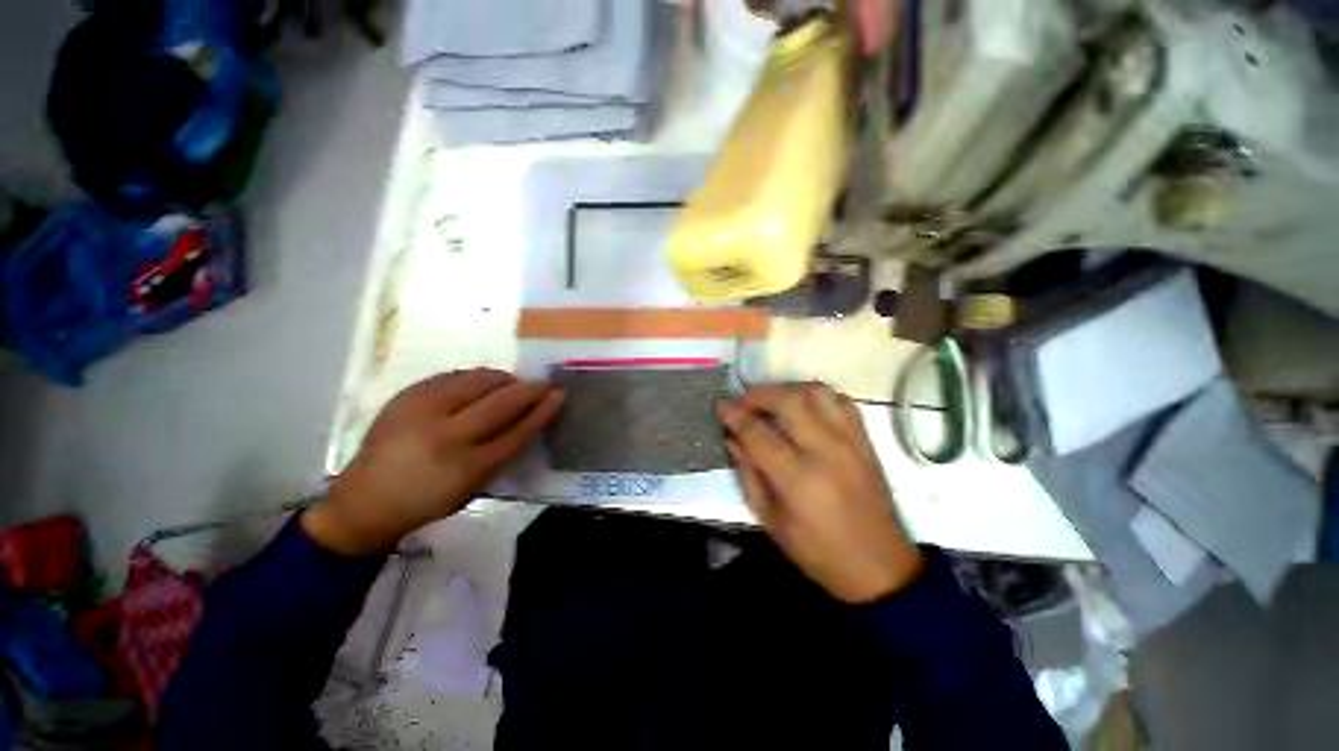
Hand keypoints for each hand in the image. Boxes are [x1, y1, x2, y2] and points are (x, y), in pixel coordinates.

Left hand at [303, 369, 564, 555]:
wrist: (365, 500)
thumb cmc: (429, 500)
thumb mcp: (474, 487)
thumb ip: (504, 453)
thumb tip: (529, 416)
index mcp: (466, 468)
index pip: (518, 431)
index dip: (543, 411)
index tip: (559, 395)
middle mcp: (446, 436)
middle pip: (501, 402)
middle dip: (530, 389)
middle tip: (545, 383)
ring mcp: (422, 411)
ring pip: (478, 382)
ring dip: (504, 380)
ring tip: (514, 383)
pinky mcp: (407, 396)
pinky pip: (454, 376)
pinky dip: (476, 378)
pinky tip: (483, 384)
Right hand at [718, 384, 923, 602]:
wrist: (879, 566)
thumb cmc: (817, 551)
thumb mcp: (770, 520)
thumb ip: (748, 474)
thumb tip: (732, 438)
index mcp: (798, 479)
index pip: (758, 432)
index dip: (735, 415)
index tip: (721, 405)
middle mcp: (827, 452)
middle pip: (788, 401)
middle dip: (758, 394)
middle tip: (743, 401)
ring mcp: (850, 442)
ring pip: (817, 392)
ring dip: (787, 389)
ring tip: (771, 401)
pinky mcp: (866, 441)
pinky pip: (841, 401)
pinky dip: (817, 396)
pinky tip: (804, 408)